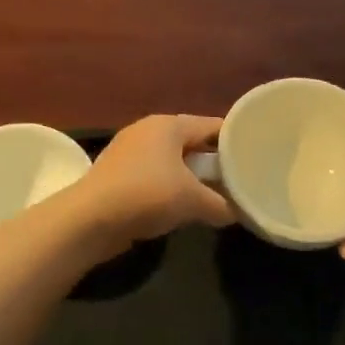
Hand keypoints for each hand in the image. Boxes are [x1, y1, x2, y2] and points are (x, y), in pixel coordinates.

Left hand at [70, 114, 234, 252]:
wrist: (89, 219)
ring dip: (191, 177)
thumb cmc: (147, 195)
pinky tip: (180, 207)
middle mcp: (148, 130)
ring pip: (172, 161)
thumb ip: (221, 204)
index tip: (255, 154)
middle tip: (238, 179)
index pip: (212, 125)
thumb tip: (237, 213)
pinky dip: (169, 188)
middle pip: (191, 142)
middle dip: (213, 161)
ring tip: (214, 195)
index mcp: (168, 125)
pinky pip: (154, 176)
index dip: (235, 140)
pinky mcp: (117, 174)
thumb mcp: (193, 201)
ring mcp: (129, 151)